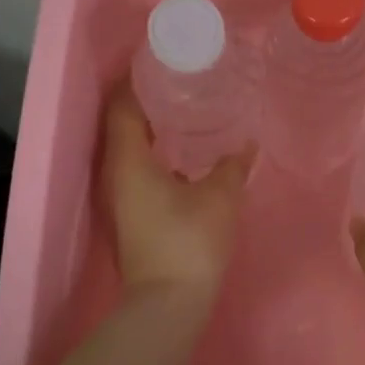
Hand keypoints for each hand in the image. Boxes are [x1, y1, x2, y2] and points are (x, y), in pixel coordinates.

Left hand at [101, 81, 252, 308]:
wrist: (169, 303)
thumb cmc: (190, 241)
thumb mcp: (220, 197)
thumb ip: (232, 165)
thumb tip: (247, 144)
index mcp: (129, 160)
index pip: (123, 106)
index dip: (137, 81)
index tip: (162, 62)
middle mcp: (117, 173)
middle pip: (124, 124)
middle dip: (149, 100)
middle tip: (181, 80)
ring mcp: (122, 196)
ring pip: (132, 147)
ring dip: (153, 127)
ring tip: (186, 108)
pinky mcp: (133, 212)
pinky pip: (140, 167)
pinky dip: (157, 151)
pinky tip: (186, 151)